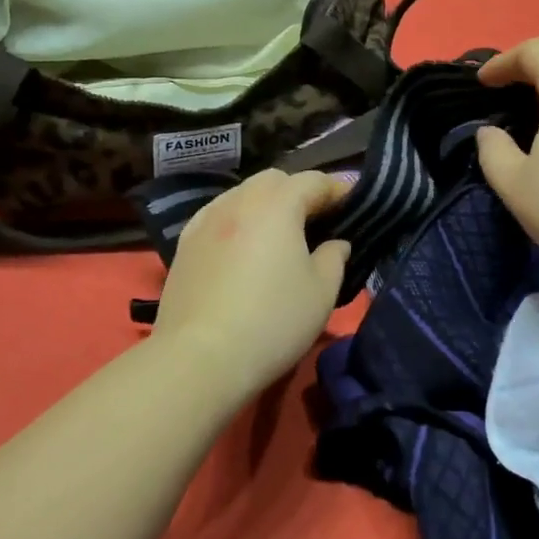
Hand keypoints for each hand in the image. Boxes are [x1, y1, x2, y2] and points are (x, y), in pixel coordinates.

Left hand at [150, 169, 353, 398]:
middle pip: (274, 180)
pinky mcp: (184, 244)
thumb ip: (334, 259)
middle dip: (299, 190)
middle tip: (318, 218)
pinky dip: (237, 219)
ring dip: (266, 203)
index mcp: (277, 205)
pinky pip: (217, 215)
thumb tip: (335, 243)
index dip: (337, 189)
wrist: (199, 359)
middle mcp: (239, 201)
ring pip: (242, 194)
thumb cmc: (272, 322)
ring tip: (280, 231)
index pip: (313, 181)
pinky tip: (242, 244)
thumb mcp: (321, 293)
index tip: (353, 203)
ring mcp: (206, 221)